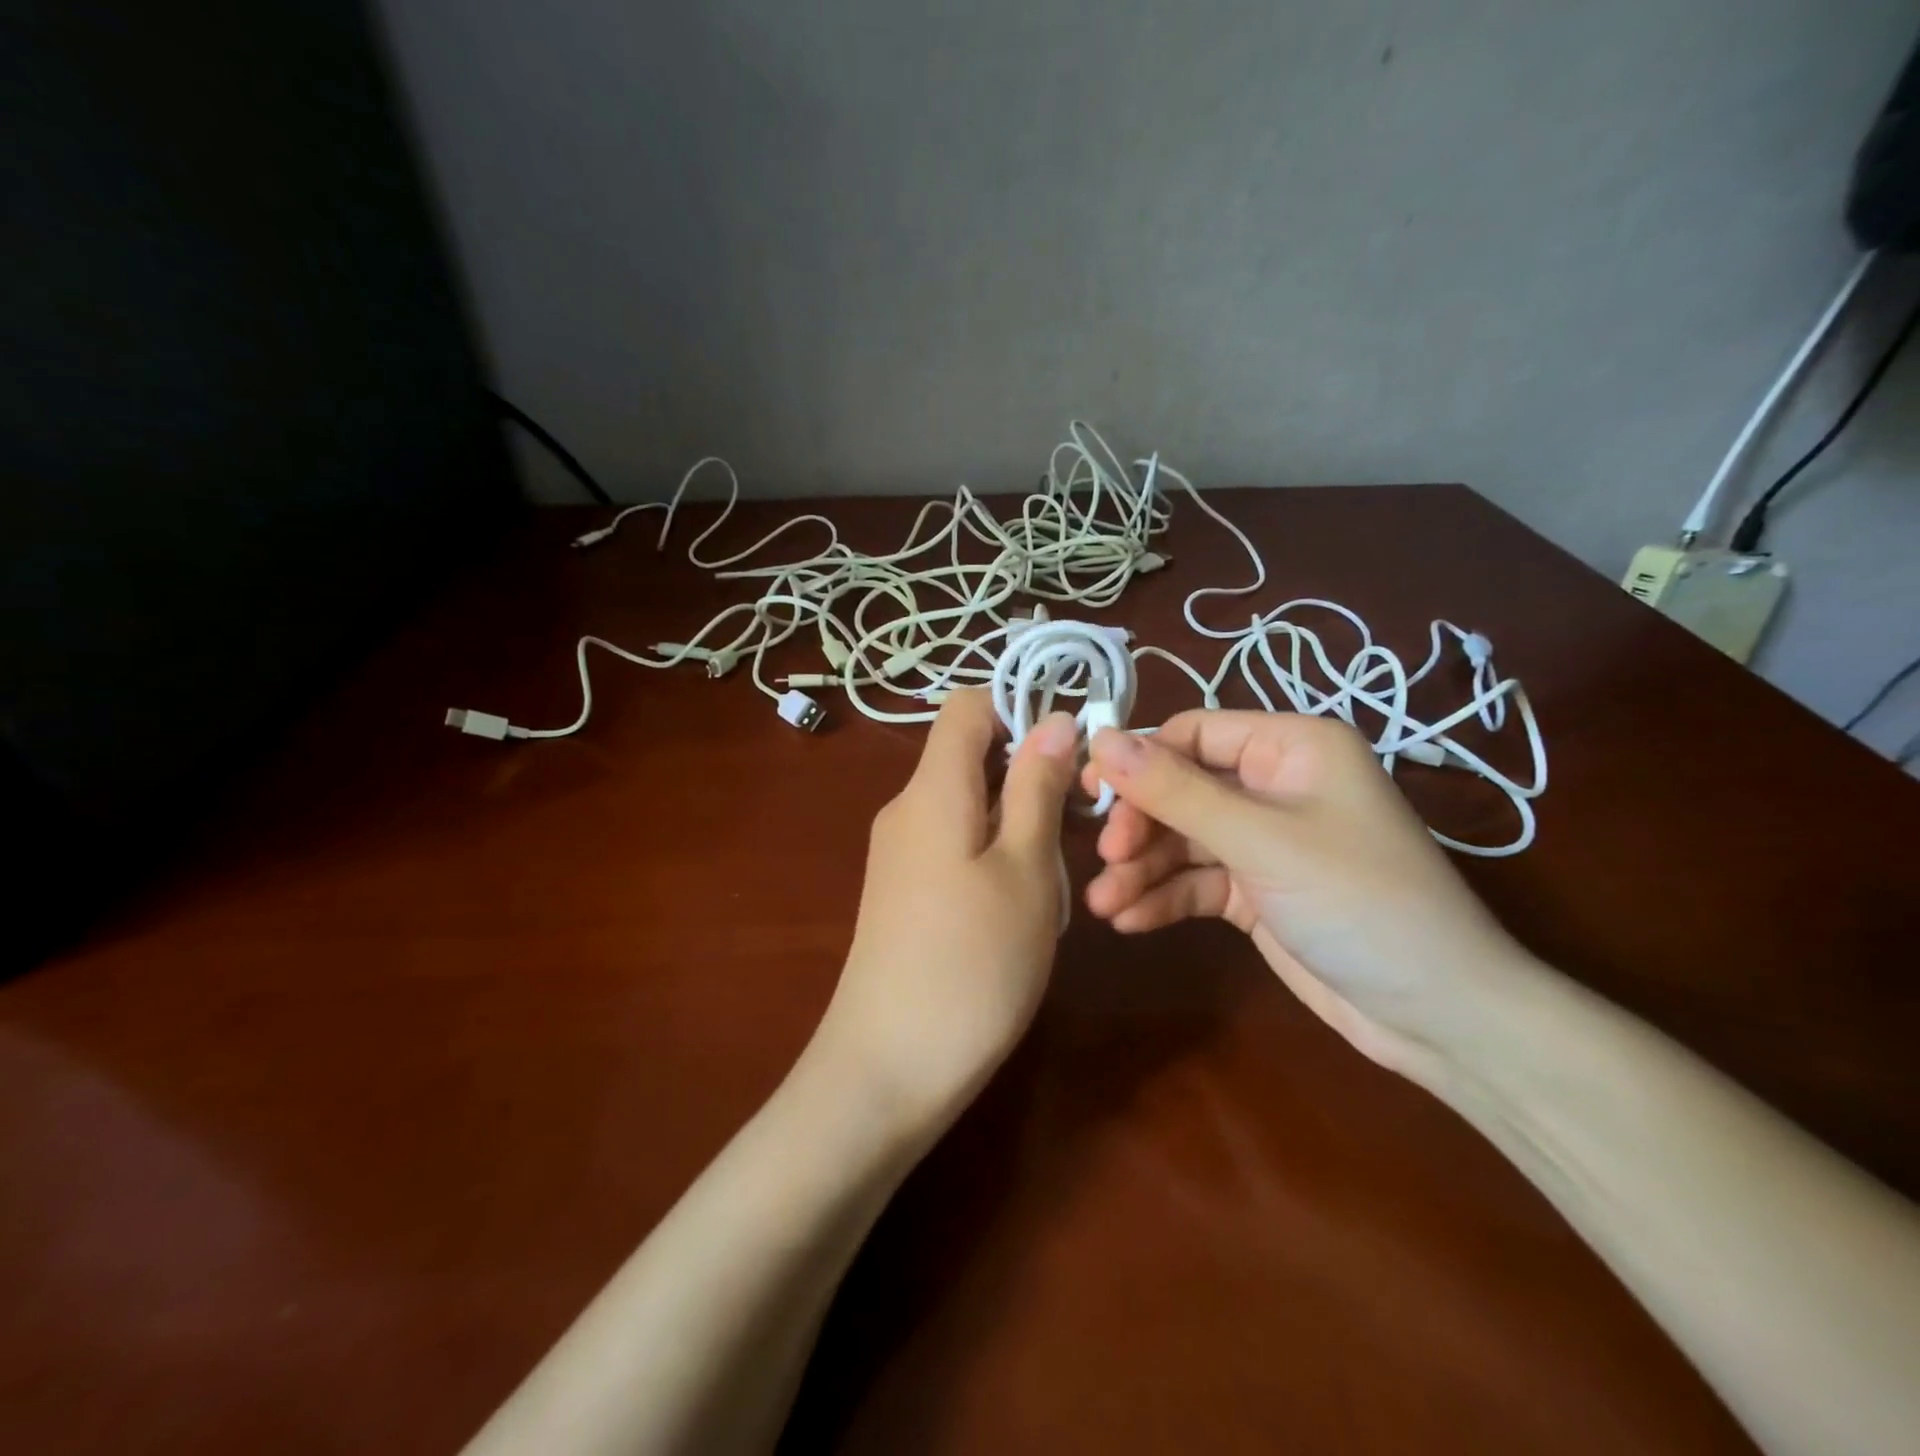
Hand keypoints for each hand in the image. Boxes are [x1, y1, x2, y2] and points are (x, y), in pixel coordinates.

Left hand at [814, 689, 1078, 1134]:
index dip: (1020, 709)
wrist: (889, 1067)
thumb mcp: (1024, 868)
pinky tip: (1021, 907)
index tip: (1071, 752)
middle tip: (1079, 828)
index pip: (967, 705)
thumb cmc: (972, 961)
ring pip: (971, 805)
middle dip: (1030, 776)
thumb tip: (1052, 718)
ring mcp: (900, 852)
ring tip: (1054, 880)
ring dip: (1019, 824)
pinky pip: (955, 844)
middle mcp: (907, 808)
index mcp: (932, 787)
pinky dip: (995, 855)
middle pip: (972, 756)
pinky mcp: (903, 891)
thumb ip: (1036, 787)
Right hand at [1083, 712, 1535, 1080]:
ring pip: (1183, 840)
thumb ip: (1176, 791)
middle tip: (1106, 860)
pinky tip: (1131, 921)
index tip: (1092, 795)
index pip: (1192, 734)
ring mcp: (1264, 841)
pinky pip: (1197, 882)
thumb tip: (1101, 739)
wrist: (1440, 1017)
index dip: (1139, 761)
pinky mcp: (1256, 891)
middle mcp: (1274, 785)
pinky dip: (1164, 898)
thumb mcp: (1261, 840)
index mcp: (1291, 747)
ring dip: (1142, 870)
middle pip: (1180, 789)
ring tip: (1104, 905)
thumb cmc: (1359, 901)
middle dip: (1140, 826)